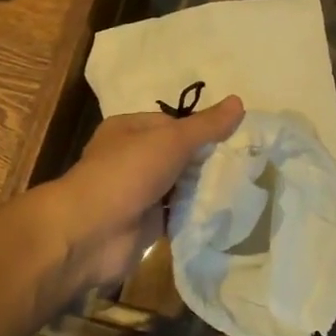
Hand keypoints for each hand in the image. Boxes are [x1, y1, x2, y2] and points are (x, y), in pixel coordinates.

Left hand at [43, 96, 244, 295]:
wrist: (90, 233)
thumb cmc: (126, 173)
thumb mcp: (171, 140)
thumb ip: (205, 126)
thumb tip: (240, 102)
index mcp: (129, 129)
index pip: (173, 123)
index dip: (201, 129)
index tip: (234, 137)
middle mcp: (131, 159)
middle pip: (178, 155)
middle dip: (205, 160)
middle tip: (244, 163)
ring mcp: (138, 193)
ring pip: (179, 186)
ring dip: (202, 189)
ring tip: (242, 187)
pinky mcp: (145, 225)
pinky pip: (177, 215)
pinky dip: (195, 215)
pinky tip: (223, 213)